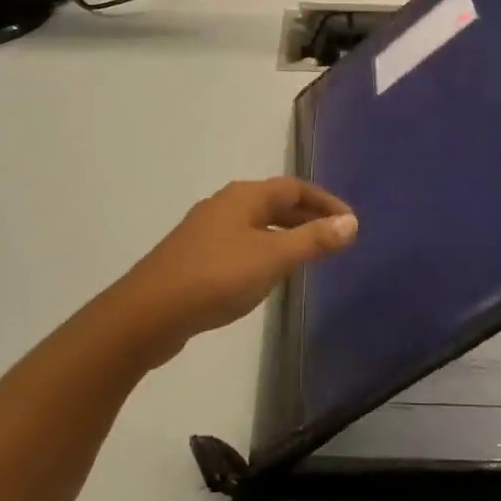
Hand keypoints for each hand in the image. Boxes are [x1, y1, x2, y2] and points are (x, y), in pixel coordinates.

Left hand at [110, 178, 357, 363]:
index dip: (325, 202)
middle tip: (335, 239)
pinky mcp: (195, 257)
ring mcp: (206, 231)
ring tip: (308, 256)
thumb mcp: (273, 258)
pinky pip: (241, 244)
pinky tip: (268, 275)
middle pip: (274, 203)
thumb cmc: (216, 277)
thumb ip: (313, 240)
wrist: (149, 312)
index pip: (294, 188)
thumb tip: (351, 223)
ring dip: (285, 234)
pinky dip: (264, 250)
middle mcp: (224, 205)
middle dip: (307, 217)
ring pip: (256, 224)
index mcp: (243, 197)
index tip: (350, 222)